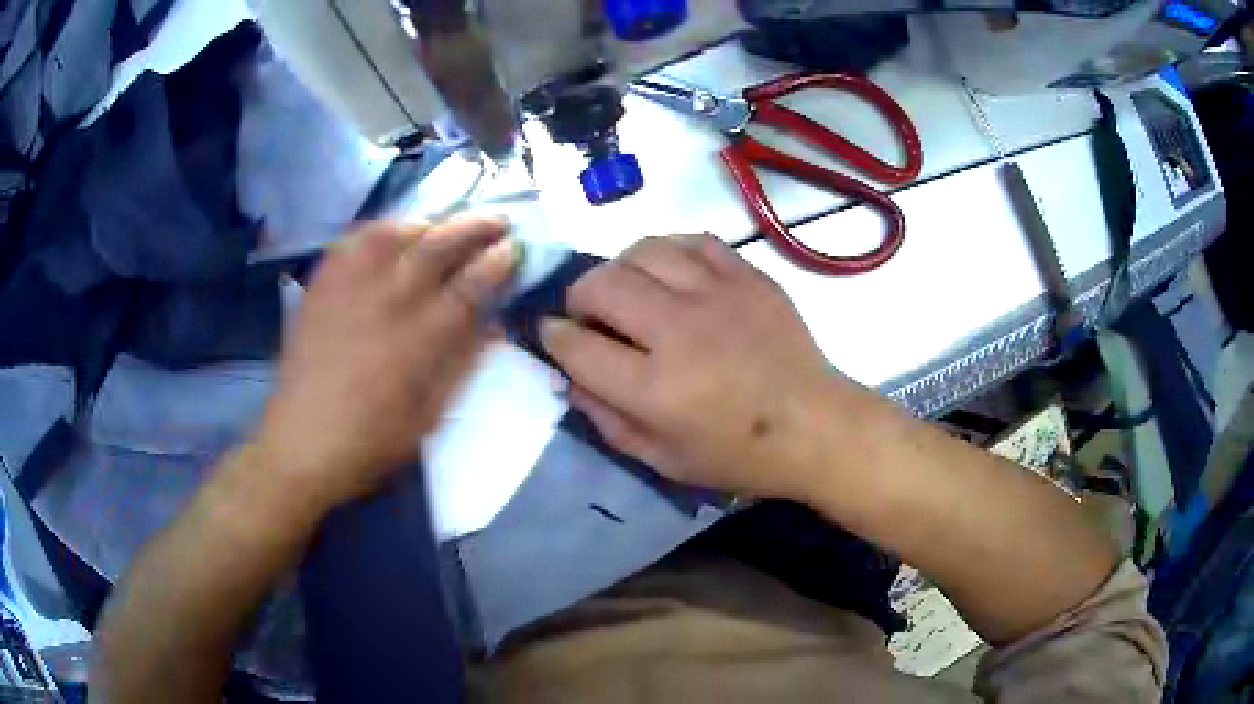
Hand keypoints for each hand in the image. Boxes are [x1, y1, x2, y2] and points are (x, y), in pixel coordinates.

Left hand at [256, 219, 517, 512]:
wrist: (303, 442)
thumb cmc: (373, 440)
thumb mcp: (430, 413)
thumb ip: (462, 362)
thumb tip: (494, 323)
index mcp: (420, 339)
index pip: (470, 286)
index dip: (497, 263)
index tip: (514, 249)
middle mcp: (387, 301)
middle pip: (437, 247)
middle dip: (474, 227)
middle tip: (498, 220)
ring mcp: (350, 289)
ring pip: (394, 233)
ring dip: (427, 223)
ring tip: (442, 226)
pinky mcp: (322, 287)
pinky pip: (352, 243)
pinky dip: (377, 232)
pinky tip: (389, 236)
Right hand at [541, 234, 865, 500]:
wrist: (815, 426)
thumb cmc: (737, 455)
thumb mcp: (662, 459)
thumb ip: (607, 419)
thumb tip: (569, 376)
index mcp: (655, 389)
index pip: (578, 346)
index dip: (554, 337)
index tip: (553, 334)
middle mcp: (680, 332)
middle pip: (602, 284)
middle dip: (579, 296)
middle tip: (589, 313)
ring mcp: (718, 295)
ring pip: (643, 250)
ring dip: (621, 267)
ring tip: (629, 289)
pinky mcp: (749, 276)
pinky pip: (693, 240)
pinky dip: (668, 251)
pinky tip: (669, 271)